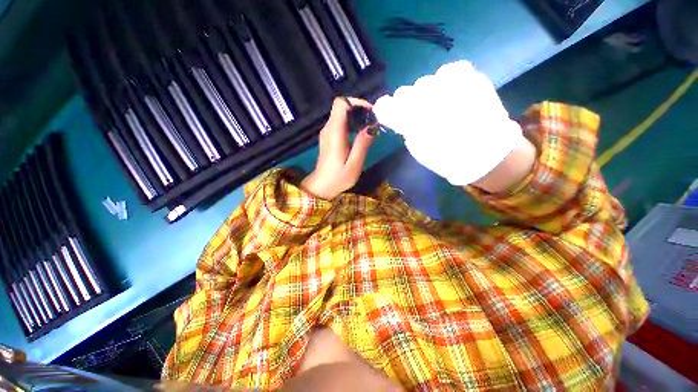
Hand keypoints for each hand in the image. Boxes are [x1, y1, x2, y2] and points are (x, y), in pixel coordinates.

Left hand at [301, 97, 374, 199]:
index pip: (341, 103)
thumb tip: (372, 126)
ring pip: (341, 114)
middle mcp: (328, 128)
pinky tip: (360, 134)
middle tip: (373, 121)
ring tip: (369, 128)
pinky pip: (340, 123)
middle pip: (342, 106)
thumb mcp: (354, 165)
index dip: (356, 102)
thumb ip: (362, 145)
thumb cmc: (338, 178)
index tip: (370, 112)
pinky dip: (352, 123)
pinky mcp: (328, 137)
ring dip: (357, 116)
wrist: (322, 187)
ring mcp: (327, 132)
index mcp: (334, 133)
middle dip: (359, 109)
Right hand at [372, 60, 528, 187]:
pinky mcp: (472, 78)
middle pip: (404, 92)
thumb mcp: (419, 149)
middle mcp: (428, 100)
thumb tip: (401, 117)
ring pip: (424, 81)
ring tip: (439, 105)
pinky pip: (450, 70)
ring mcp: (452, 86)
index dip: (384, 108)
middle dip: (407, 103)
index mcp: (414, 121)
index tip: (387, 112)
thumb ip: (405, 129)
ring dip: (426, 93)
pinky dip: (447, 80)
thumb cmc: (447, 158)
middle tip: (418, 114)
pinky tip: (451, 93)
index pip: (387, 106)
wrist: (487, 153)